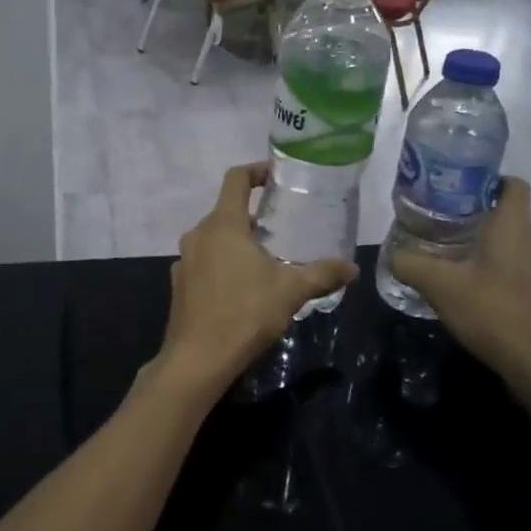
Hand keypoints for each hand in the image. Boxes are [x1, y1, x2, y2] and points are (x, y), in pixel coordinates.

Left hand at [145, 164, 356, 407]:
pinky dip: (223, 263)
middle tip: (284, 226)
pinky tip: (242, 287)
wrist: (197, 359)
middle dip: (254, 215)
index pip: (235, 179)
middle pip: (226, 211)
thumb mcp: (290, 292)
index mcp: (222, 225)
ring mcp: (184, 259)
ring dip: (238, 241)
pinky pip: (204, 261)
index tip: (277, 177)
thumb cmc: (244, 314)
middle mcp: (198, 234)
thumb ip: (322, 274)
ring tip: (267, 258)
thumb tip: (352, 267)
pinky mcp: (179, 283)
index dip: (256, 171)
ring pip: (214, 238)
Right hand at [388, 177, 530, 410]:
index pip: (513, 185)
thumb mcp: (439, 286)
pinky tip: (464, 293)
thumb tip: (393, 253)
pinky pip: (510, 273)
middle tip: (435, 225)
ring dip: (477, 250)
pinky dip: (488, 275)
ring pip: (506, 247)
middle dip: (470, 218)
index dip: (487, 179)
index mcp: (513, 230)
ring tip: (443, 260)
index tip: (455, 187)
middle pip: (503, 217)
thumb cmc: (494, 314)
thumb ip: (410, 264)